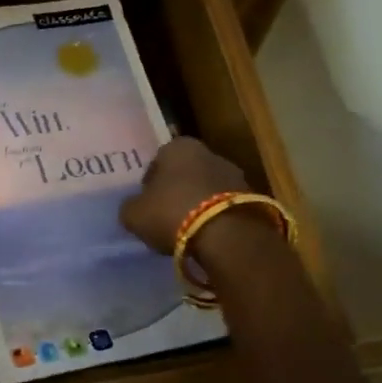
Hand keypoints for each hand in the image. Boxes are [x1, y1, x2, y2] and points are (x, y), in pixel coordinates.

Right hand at [118, 136, 249, 254]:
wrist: (226, 235)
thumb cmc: (172, 213)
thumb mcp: (134, 214)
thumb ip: (130, 207)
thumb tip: (133, 207)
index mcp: (178, 146)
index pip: (157, 161)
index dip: (149, 184)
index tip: (147, 204)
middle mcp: (208, 152)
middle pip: (185, 172)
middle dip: (176, 191)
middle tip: (166, 216)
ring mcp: (234, 173)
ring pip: (206, 188)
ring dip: (198, 204)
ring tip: (187, 229)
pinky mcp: (251, 197)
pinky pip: (224, 205)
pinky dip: (215, 216)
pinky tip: (207, 235)